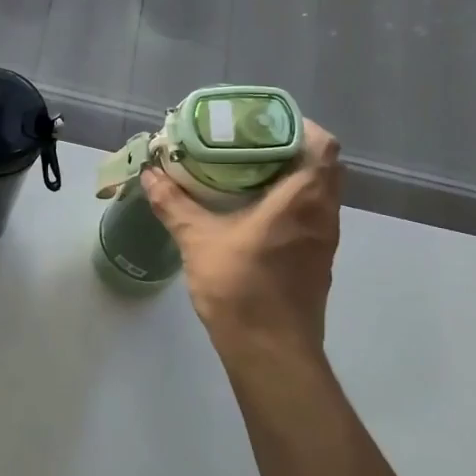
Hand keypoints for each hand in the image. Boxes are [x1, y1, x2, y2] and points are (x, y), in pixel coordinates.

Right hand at [142, 120, 342, 356]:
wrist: (271, 352)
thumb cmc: (240, 288)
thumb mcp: (198, 240)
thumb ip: (174, 203)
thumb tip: (150, 174)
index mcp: (302, 199)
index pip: (321, 145)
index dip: (298, 126)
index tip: (263, 123)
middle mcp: (323, 214)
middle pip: (321, 165)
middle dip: (289, 148)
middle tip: (248, 144)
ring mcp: (324, 240)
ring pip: (318, 192)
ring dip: (290, 177)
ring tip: (247, 172)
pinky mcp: (317, 261)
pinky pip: (311, 216)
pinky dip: (289, 203)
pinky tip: (253, 211)